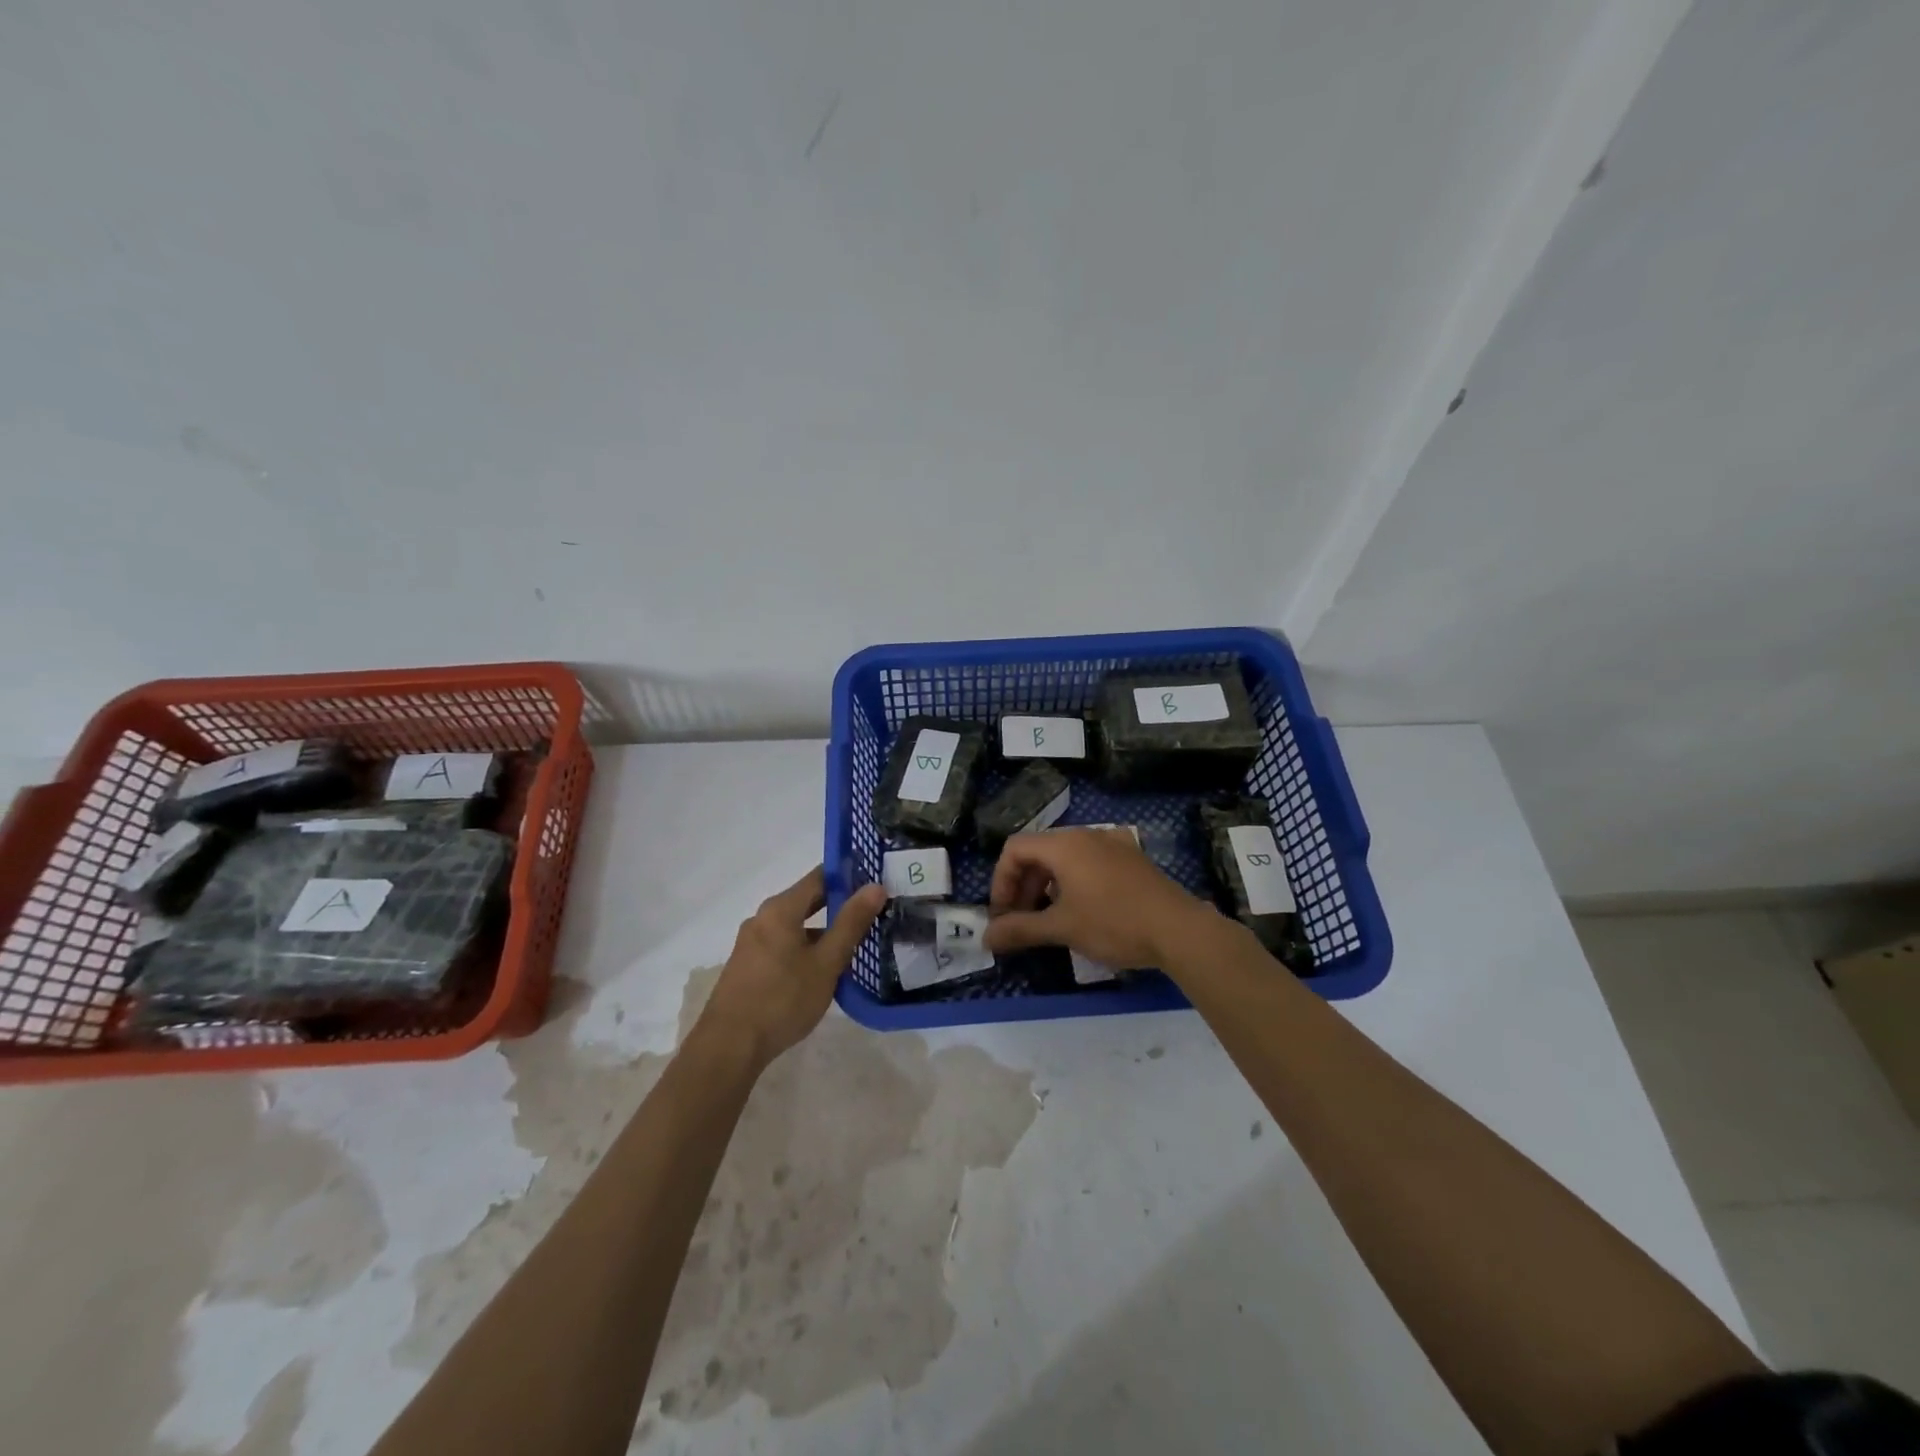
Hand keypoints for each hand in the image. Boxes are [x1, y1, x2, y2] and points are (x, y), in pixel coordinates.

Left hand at [698, 867, 886, 1068]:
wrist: (729, 1046)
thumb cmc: (782, 999)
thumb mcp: (826, 962)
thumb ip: (851, 923)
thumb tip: (875, 886)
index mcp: (780, 909)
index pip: (820, 876)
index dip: (848, 876)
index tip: (875, 883)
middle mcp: (762, 918)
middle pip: (806, 901)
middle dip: (838, 905)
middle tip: (872, 912)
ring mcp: (751, 943)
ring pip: (795, 927)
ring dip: (822, 932)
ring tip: (853, 946)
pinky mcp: (747, 966)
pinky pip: (782, 945)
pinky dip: (804, 949)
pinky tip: (822, 971)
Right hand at [982, 827, 1212, 968]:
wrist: (1180, 930)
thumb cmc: (1114, 923)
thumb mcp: (1062, 928)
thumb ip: (1020, 929)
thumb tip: (985, 938)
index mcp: (1064, 844)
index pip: (1014, 848)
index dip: (1001, 881)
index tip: (1003, 915)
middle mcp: (1086, 835)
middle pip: (1039, 851)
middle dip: (1023, 885)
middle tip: (1022, 921)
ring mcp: (1113, 843)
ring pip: (1065, 856)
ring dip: (1047, 884)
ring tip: (1049, 918)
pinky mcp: (1132, 858)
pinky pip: (1090, 861)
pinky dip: (1074, 880)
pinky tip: (1083, 908)